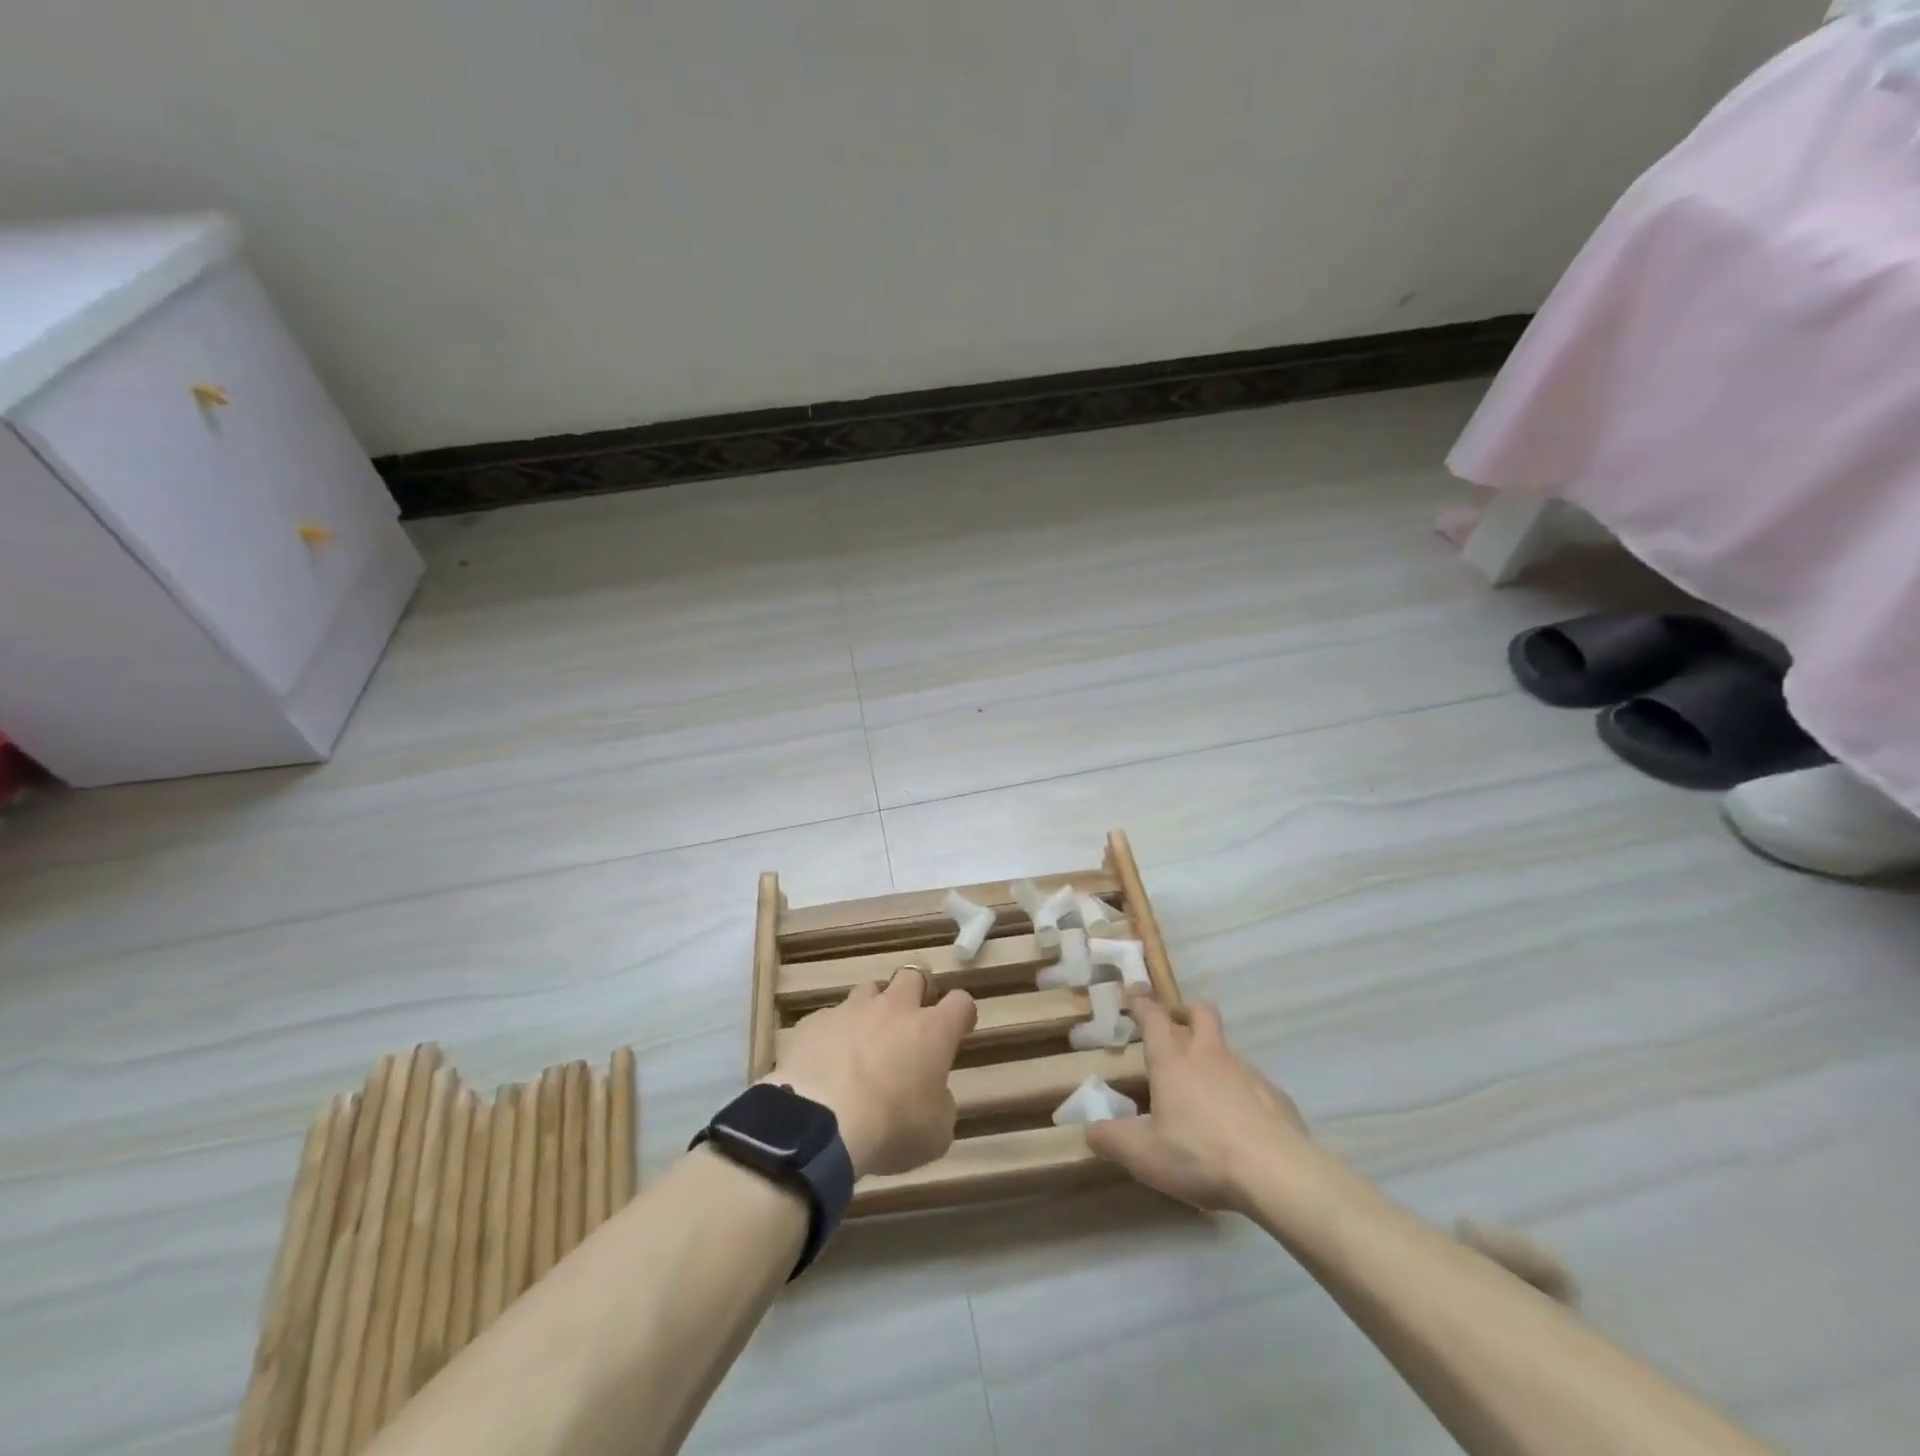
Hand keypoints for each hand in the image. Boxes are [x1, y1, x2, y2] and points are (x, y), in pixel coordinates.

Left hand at [769, 967, 976, 1178]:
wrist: (821, 1126)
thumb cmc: (891, 1130)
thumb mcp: (936, 1132)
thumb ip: (940, 1103)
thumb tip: (931, 1092)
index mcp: (932, 1030)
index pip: (960, 1002)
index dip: (961, 1013)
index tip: (960, 1028)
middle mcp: (894, 1008)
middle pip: (912, 977)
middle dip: (916, 993)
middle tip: (911, 1022)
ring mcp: (851, 1010)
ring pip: (869, 990)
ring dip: (873, 1009)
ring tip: (866, 1040)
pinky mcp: (814, 1022)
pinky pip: (830, 1018)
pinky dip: (834, 1034)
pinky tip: (827, 1061)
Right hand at [1086, 995, 1307, 1213]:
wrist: (1278, 1174)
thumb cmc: (1201, 1156)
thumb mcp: (1145, 1156)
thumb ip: (1113, 1140)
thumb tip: (1090, 1130)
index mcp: (1173, 1062)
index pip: (1154, 1017)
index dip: (1142, 1004)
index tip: (1134, 994)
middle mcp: (1209, 1056)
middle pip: (1200, 1012)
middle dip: (1185, 1011)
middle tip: (1175, 1025)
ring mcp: (1246, 1072)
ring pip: (1226, 1050)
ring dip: (1213, 1058)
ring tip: (1205, 1094)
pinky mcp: (1275, 1096)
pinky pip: (1253, 1084)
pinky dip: (1241, 1093)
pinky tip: (1239, 1126)